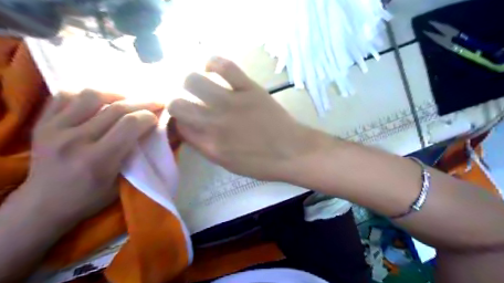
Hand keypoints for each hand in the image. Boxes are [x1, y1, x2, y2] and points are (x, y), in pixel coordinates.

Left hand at [19, 91, 159, 226]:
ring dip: (115, 96)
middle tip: (154, 103)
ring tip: (125, 102)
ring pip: (91, 96)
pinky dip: (86, 95)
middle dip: (142, 103)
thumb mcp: (121, 183)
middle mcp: (74, 140)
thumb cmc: (89, 198)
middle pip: (116, 108)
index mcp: (98, 160)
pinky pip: (65, 95)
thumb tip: (156, 132)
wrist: (42, 205)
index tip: (157, 118)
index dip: (149, 116)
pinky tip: (98, 103)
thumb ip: (138, 157)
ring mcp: (54, 129)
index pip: (130, 124)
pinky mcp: (41, 123)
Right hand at [166, 57, 330, 179]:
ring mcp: (231, 103)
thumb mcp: (228, 164)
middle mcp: (214, 123)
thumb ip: (205, 146)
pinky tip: (214, 69)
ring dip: (192, 83)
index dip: (180, 121)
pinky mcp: (249, 89)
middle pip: (177, 103)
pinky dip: (214, 63)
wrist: (293, 152)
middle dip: (177, 102)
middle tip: (190, 102)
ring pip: (193, 80)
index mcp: (210, 145)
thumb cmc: (262, 164)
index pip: (179, 126)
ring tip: (201, 85)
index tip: (186, 119)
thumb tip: (190, 129)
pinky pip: (224, 66)